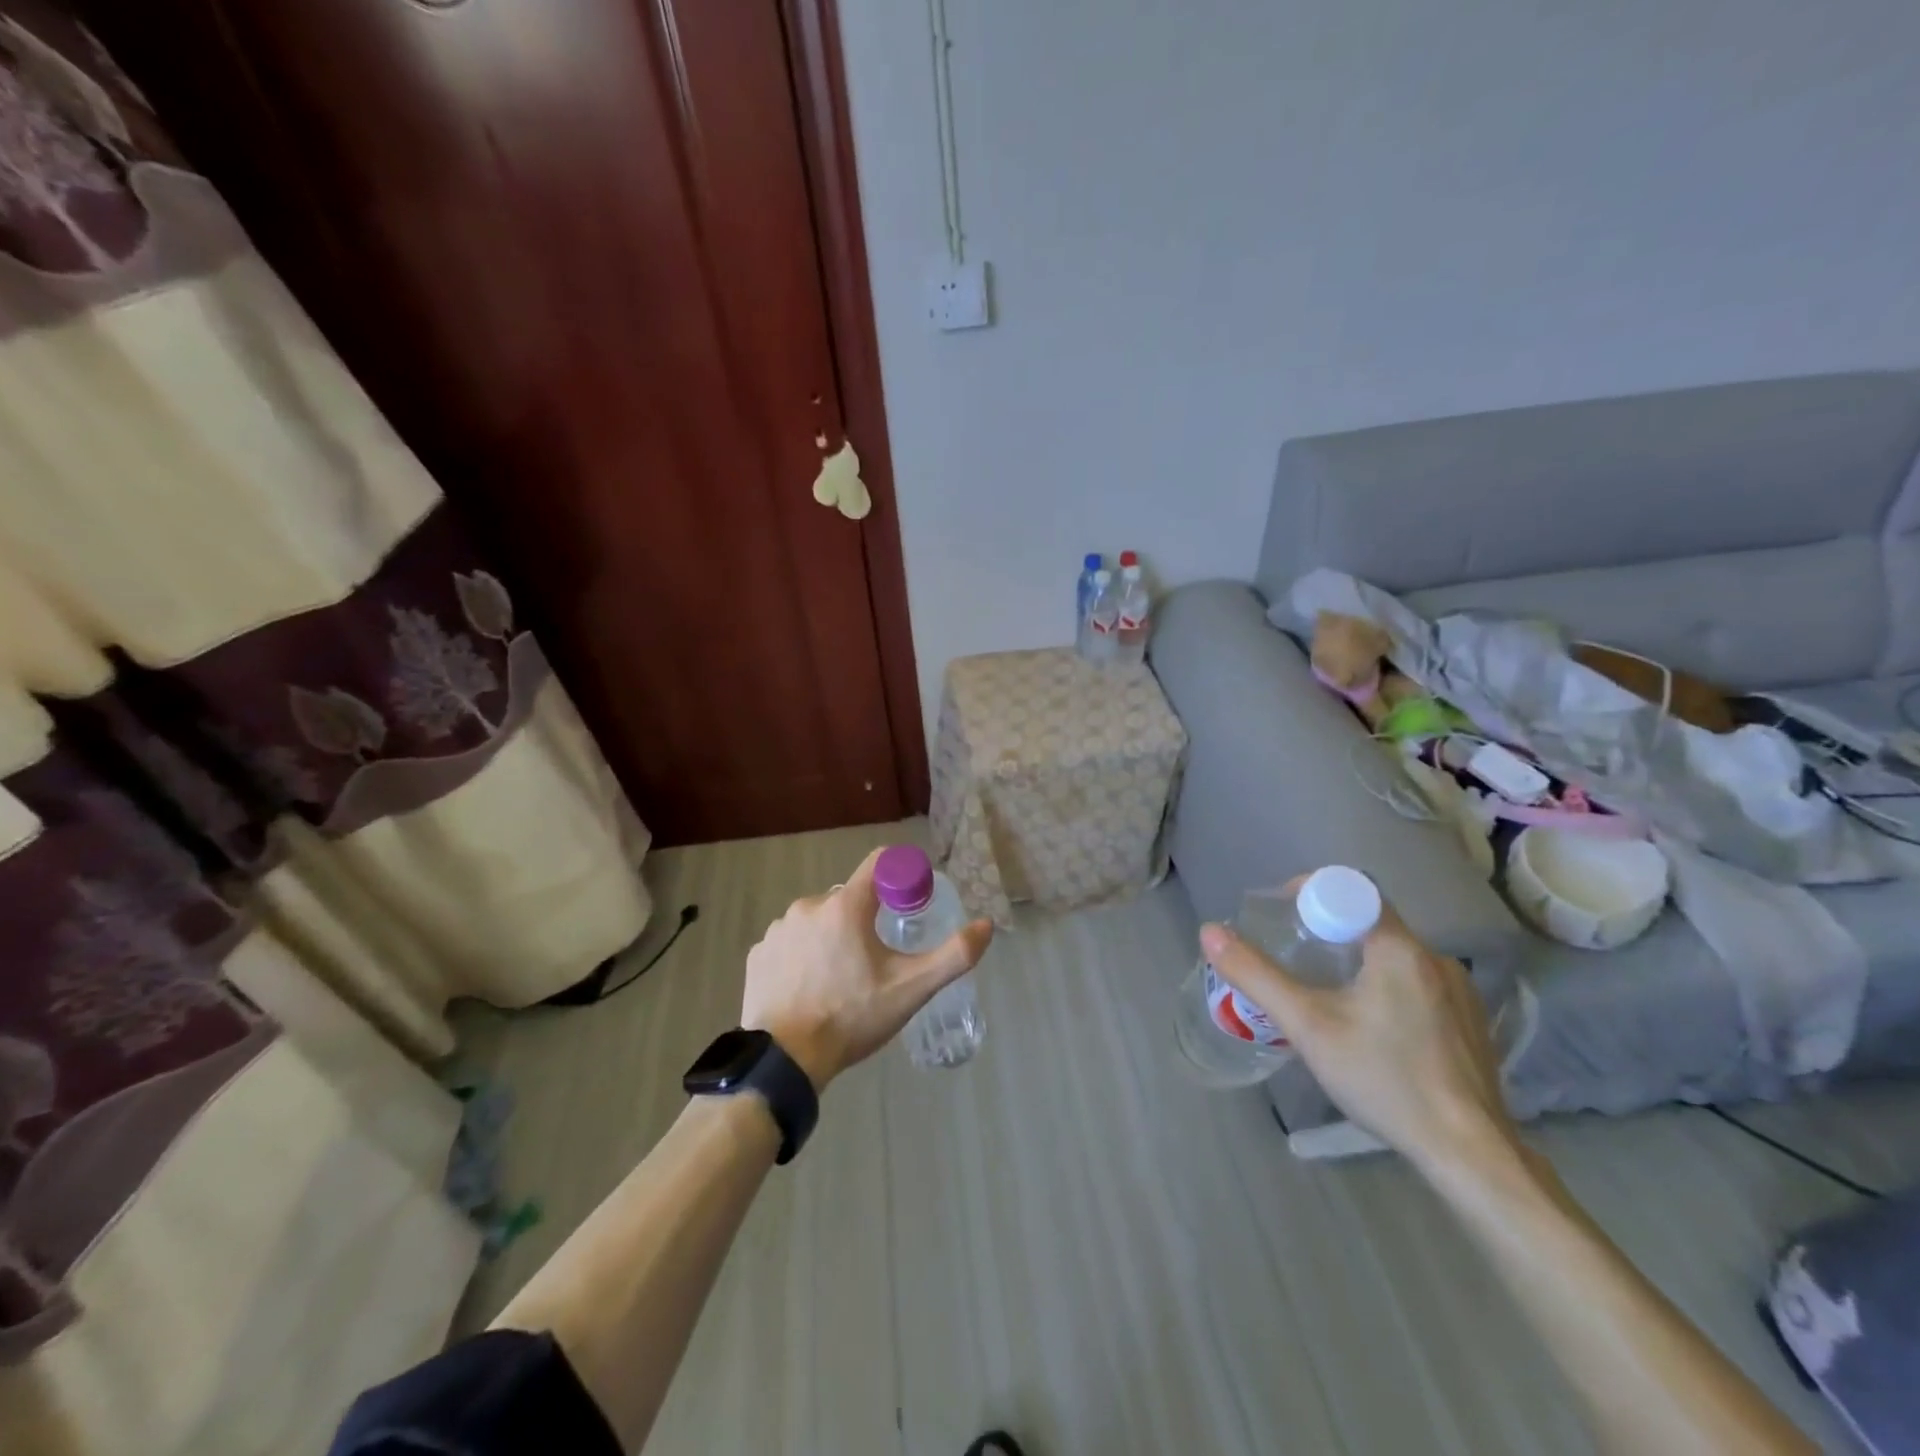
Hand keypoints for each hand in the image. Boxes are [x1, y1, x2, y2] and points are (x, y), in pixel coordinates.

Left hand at [741, 848, 993, 1090]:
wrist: (785, 1061)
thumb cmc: (852, 1017)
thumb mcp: (911, 989)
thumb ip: (954, 955)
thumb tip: (986, 926)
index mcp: (846, 906)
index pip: (879, 863)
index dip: (900, 874)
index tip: (910, 900)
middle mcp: (809, 905)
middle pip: (849, 897)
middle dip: (866, 918)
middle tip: (876, 959)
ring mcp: (778, 929)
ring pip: (818, 919)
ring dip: (832, 936)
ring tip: (841, 978)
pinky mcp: (758, 953)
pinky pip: (791, 941)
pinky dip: (804, 954)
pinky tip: (810, 985)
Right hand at [1201, 888, 1516, 1170]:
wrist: (1470, 1155)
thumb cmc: (1385, 1079)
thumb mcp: (1307, 1026)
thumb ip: (1256, 975)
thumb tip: (1209, 931)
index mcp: (1400, 948)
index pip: (1352, 890)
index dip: (1311, 893)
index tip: (1282, 916)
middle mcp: (1436, 959)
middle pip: (1371, 922)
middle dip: (1327, 930)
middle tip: (1292, 957)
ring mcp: (1460, 993)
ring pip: (1394, 955)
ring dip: (1356, 960)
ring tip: (1324, 993)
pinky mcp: (1470, 1024)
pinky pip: (1417, 984)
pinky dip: (1384, 987)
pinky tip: (1369, 1027)